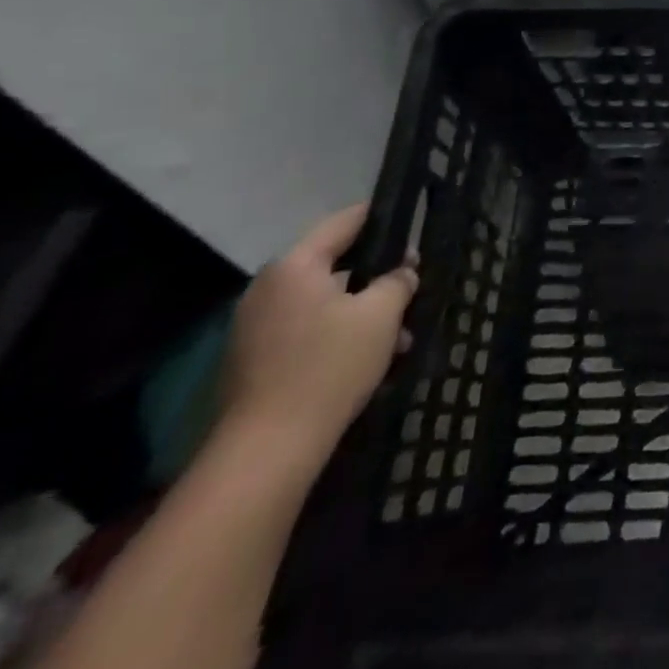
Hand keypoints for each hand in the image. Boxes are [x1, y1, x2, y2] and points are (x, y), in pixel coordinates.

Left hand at [219, 205, 417, 466]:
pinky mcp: (254, 360)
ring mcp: (255, 326)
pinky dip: (338, 335)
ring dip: (362, 312)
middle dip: (378, 276)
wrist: (266, 451)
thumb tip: (404, 270)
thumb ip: (398, 281)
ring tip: (400, 336)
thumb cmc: (329, 366)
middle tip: (413, 287)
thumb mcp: (381, 315)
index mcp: (295, 266)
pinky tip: (370, 360)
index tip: (414, 223)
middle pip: (335, 264)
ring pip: (324, 302)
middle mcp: (268, 287)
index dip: (384, 217)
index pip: (346, 221)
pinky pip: (306, 330)